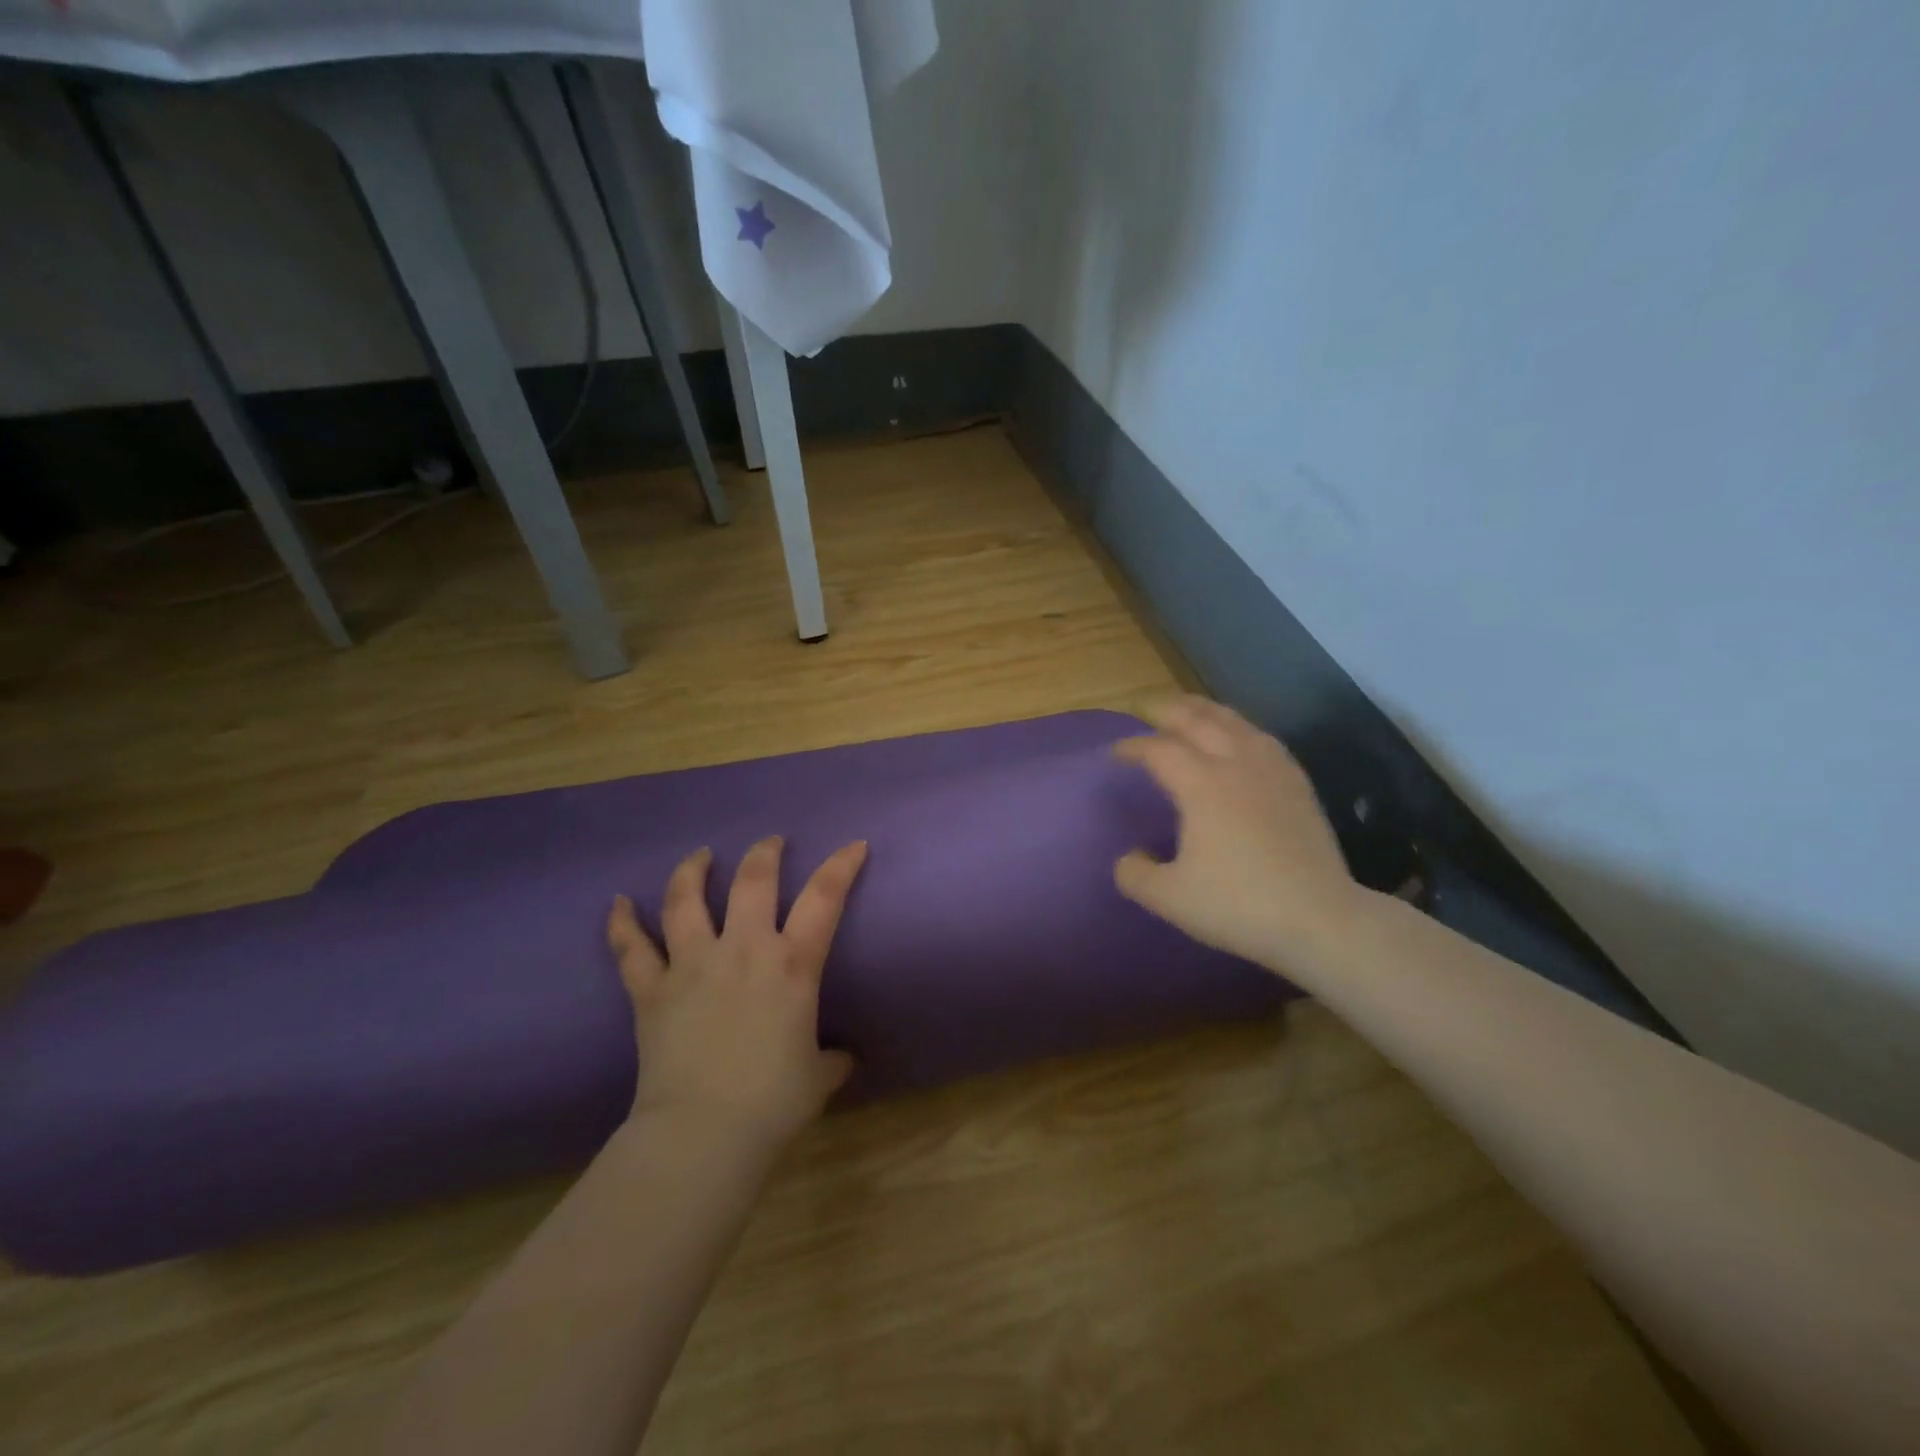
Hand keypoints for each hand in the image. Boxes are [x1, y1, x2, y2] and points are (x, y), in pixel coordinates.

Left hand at [606, 836, 866, 1150]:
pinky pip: (631, 949)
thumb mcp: (818, 1078)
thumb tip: (842, 1059)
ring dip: (692, 870)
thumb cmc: (773, 1103)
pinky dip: (622, 923)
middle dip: (764, 853)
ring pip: (686, 900)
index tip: (854, 845)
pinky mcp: (651, 991)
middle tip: (770, 842)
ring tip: (700, 855)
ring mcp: (692, 965)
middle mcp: (743, 950)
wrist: (703, 1134)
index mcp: (792, 965)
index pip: (824, 898)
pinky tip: (617, 902)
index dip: (841, 865)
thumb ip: (831, 1060)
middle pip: (753, 881)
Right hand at [1114, 697, 1369, 974]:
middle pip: (1196, 720)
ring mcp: (1272, 770)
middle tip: (1144, 708)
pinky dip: (1239, 727)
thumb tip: (1130, 857)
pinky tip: (1240, 736)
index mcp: (1201, 785)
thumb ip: (1134, 874)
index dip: (1132, 747)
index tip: (1114, 752)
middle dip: (1166, 710)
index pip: (1158, 750)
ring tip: (1187, 709)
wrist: (1320, 919)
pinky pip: (1262, 738)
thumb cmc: (1238, 905)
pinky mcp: (1297, 784)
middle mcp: (1236, 764)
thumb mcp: (1169, 898)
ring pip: (1233, 722)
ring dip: (1204, 710)